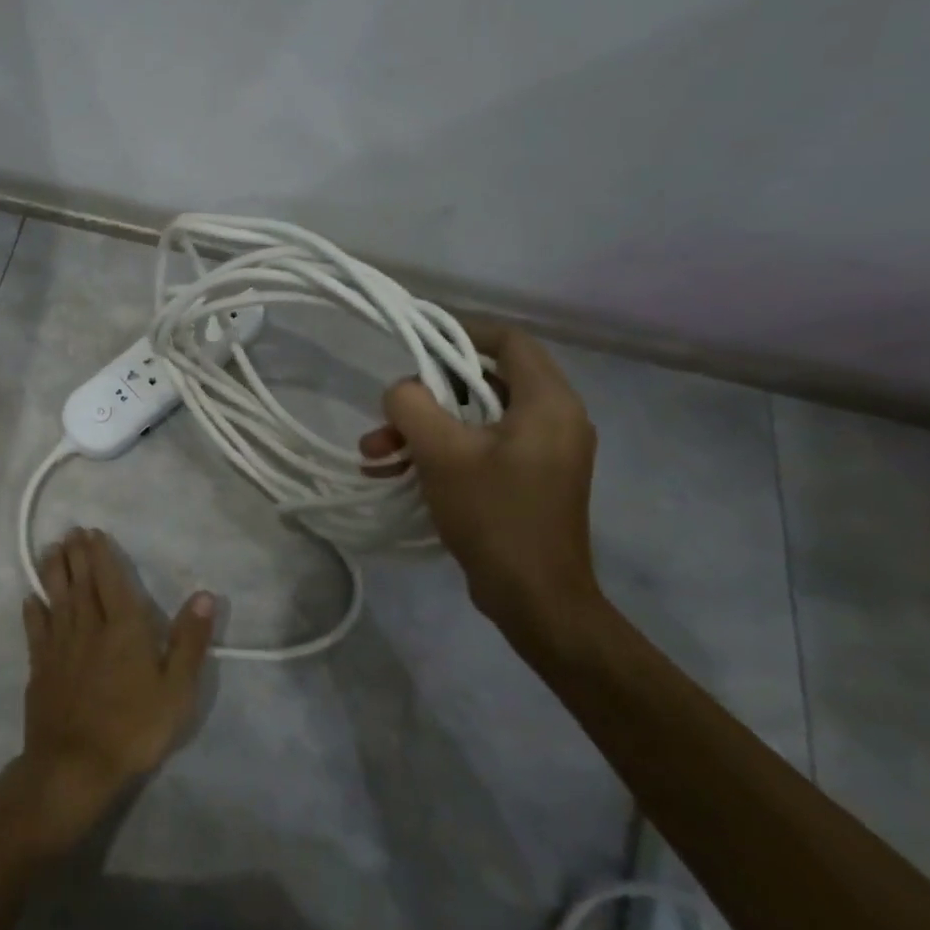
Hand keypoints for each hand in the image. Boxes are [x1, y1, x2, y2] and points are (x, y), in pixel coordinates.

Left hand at [11, 528, 214, 852]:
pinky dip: (33, 611)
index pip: (111, 581)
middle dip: (76, 555)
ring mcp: (60, 647)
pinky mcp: (40, 668)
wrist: (76, 765)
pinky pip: (36, 631)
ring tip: (50, 550)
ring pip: (57, 599)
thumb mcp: (177, 689)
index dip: (102, 555)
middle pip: (81, 583)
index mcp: (124, 628)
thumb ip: (189, 640)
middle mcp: (89, 627)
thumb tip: (205, 595)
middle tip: (70, 531)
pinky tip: (30, 599)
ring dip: (54, 572)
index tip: (92, 532)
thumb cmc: (134, 727)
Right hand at [359, 324, 603, 650]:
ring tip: (376, 453)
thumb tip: (401, 390)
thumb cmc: (494, 514)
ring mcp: (541, 453)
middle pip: (482, 382)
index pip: (508, 341)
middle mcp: (553, 419)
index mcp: (547, 403)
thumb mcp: (442, 452)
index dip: (461, 331)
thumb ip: (413, 405)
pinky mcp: (527, 480)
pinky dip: (439, 453)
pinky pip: (479, 448)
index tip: (417, 338)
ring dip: (422, 430)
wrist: (534, 598)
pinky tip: (395, 472)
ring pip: (473, 419)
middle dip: (425, 396)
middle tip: (386, 415)